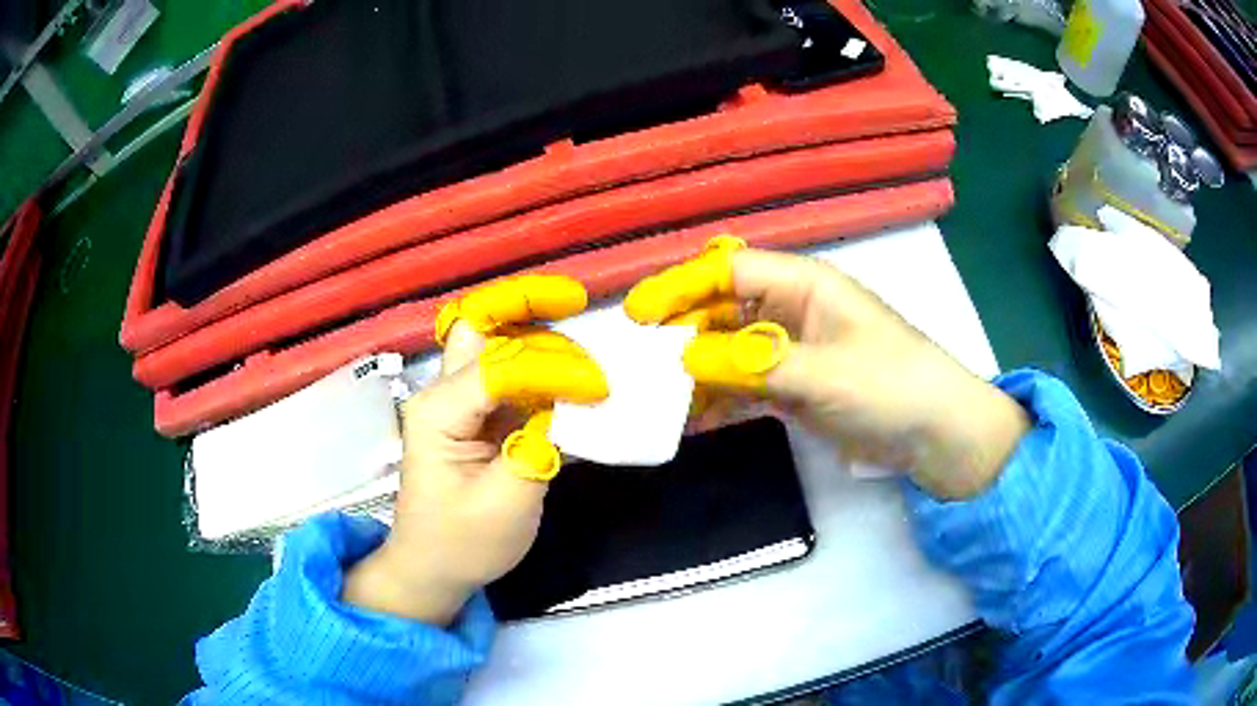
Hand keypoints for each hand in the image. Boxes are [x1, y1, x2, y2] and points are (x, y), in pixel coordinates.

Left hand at [344, 275, 607, 624]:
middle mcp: (444, 394)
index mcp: (439, 412)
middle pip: (479, 324)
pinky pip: (510, 372)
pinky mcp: (479, 415)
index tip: (600, 389)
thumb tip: (579, 404)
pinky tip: (572, 366)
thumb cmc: (461, 543)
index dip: (554, 369)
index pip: (501, 367)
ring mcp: (460, 402)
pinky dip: (542, 362)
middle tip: (576, 301)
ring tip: (579, 323)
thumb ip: (540, 449)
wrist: (431, 568)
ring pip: (494, 340)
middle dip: (524, 302)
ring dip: (535, 326)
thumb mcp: (505, 505)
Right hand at [625, 238, 1028, 499]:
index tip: (637, 316)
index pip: (729, 270)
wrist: (937, 435)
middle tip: (640, 368)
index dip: (680, 286)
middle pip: (722, 310)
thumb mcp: (823, 373)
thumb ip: (753, 363)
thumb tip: (684, 358)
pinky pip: (745, 386)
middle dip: (681, 335)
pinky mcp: (795, 387)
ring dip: (696, 373)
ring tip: (658, 401)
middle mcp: (792, 310)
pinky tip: (692, 420)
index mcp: (804, 285)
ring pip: (729, 351)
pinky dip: (719, 400)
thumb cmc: (890, 385)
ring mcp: (792, 350)